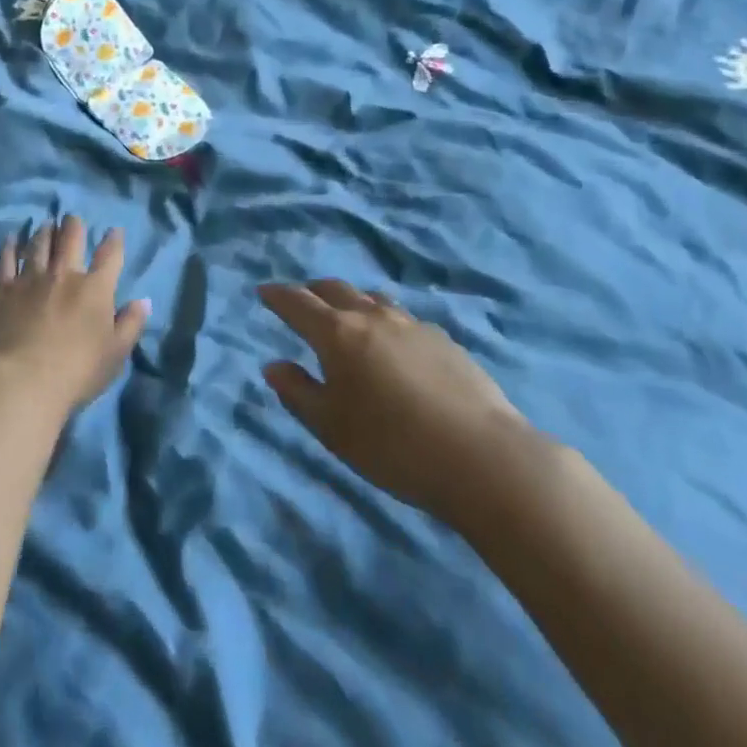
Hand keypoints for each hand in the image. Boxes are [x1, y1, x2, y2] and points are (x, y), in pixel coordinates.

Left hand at [0, 216, 149, 415]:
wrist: (23, 381)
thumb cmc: (77, 371)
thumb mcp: (116, 354)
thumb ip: (131, 324)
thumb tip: (144, 301)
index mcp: (95, 288)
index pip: (109, 255)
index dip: (114, 240)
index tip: (114, 231)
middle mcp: (64, 274)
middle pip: (70, 239)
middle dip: (74, 225)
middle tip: (73, 218)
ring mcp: (31, 279)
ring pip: (39, 244)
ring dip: (45, 232)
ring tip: (46, 225)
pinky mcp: (3, 289)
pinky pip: (6, 260)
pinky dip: (10, 247)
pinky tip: (12, 238)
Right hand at [259, 278, 537, 526]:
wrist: (482, 456)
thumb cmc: (393, 445)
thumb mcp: (332, 428)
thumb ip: (298, 393)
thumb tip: (274, 365)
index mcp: (337, 333)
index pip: (298, 303)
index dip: (277, 295)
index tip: (264, 290)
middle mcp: (371, 317)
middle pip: (335, 289)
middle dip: (312, 291)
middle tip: (302, 300)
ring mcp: (411, 324)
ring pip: (371, 299)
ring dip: (351, 300)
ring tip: (346, 317)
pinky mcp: (443, 339)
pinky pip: (401, 318)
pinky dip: (384, 320)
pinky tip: (392, 345)